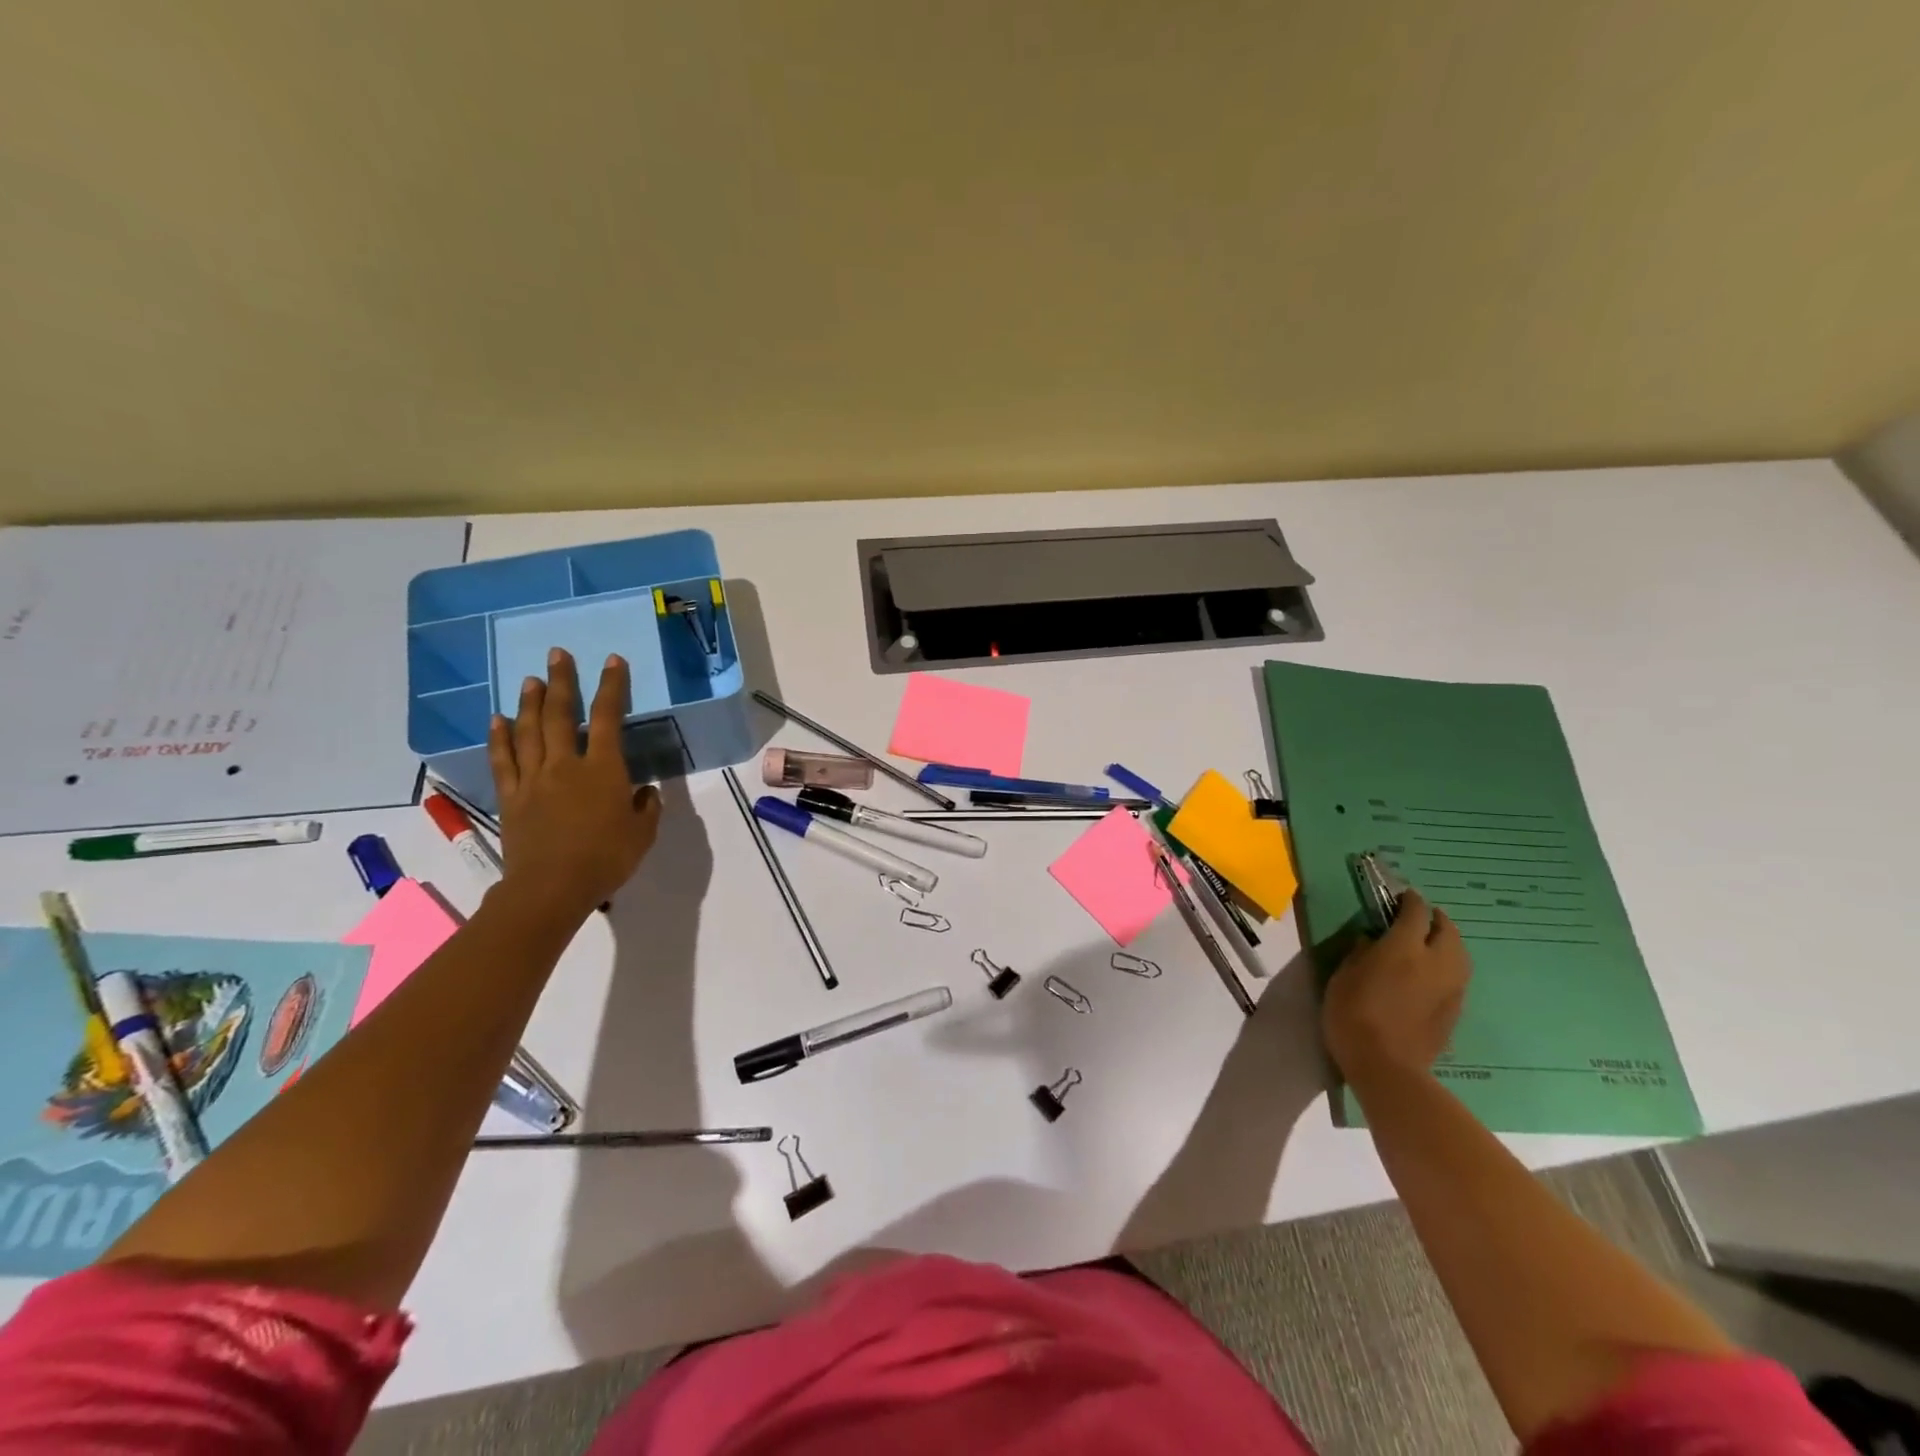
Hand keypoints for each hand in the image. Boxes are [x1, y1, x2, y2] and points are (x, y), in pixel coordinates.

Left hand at [487, 649, 661, 920]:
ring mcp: (534, 779)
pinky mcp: (511, 797)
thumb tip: (644, 791)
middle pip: (562, 715)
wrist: (551, 888)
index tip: (612, 660)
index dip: (611, 687)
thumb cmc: (606, 859)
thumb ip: (646, 807)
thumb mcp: (643, 833)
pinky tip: (498, 719)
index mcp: (603, 770)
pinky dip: (500, 737)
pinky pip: (503, 760)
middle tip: (558, 654)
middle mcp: (566, 765)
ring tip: (532, 679)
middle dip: (562, 682)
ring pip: (529, 731)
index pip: (609, 718)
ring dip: (531, 702)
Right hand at [1321, 891, 1470, 1080]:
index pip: (1415, 912)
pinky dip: (1448, 966)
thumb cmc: (1353, 1014)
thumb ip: (1362, 952)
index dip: (1409, 900)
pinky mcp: (1455, 1009)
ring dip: (1448, 942)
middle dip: (1436, 919)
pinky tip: (1432, 973)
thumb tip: (1374, 941)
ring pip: (1460, 954)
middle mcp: (1435, 962)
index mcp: (1404, 947)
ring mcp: (1451, 987)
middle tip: (1420, 917)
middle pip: (1448, 930)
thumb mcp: (1343, 975)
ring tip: (1430, 943)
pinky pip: (1457, 976)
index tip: (1401, 896)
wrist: (1386, 1066)